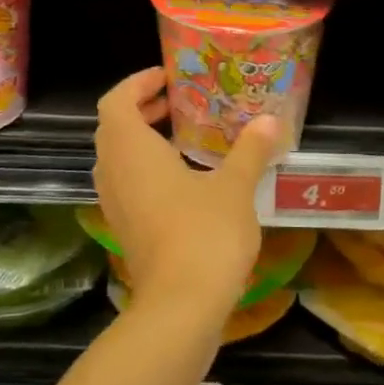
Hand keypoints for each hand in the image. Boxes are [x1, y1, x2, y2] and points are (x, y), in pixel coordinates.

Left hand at [92, 68, 282, 322]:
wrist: (181, 306)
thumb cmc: (204, 233)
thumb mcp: (235, 187)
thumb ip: (250, 150)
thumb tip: (269, 121)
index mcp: (132, 150)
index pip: (116, 101)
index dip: (137, 83)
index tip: (168, 78)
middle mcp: (113, 173)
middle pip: (113, 128)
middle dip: (142, 109)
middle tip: (180, 102)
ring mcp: (115, 204)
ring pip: (117, 158)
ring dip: (143, 141)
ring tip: (184, 137)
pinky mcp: (125, 229)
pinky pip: (126, 184)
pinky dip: (146, 169)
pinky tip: (184, 179)